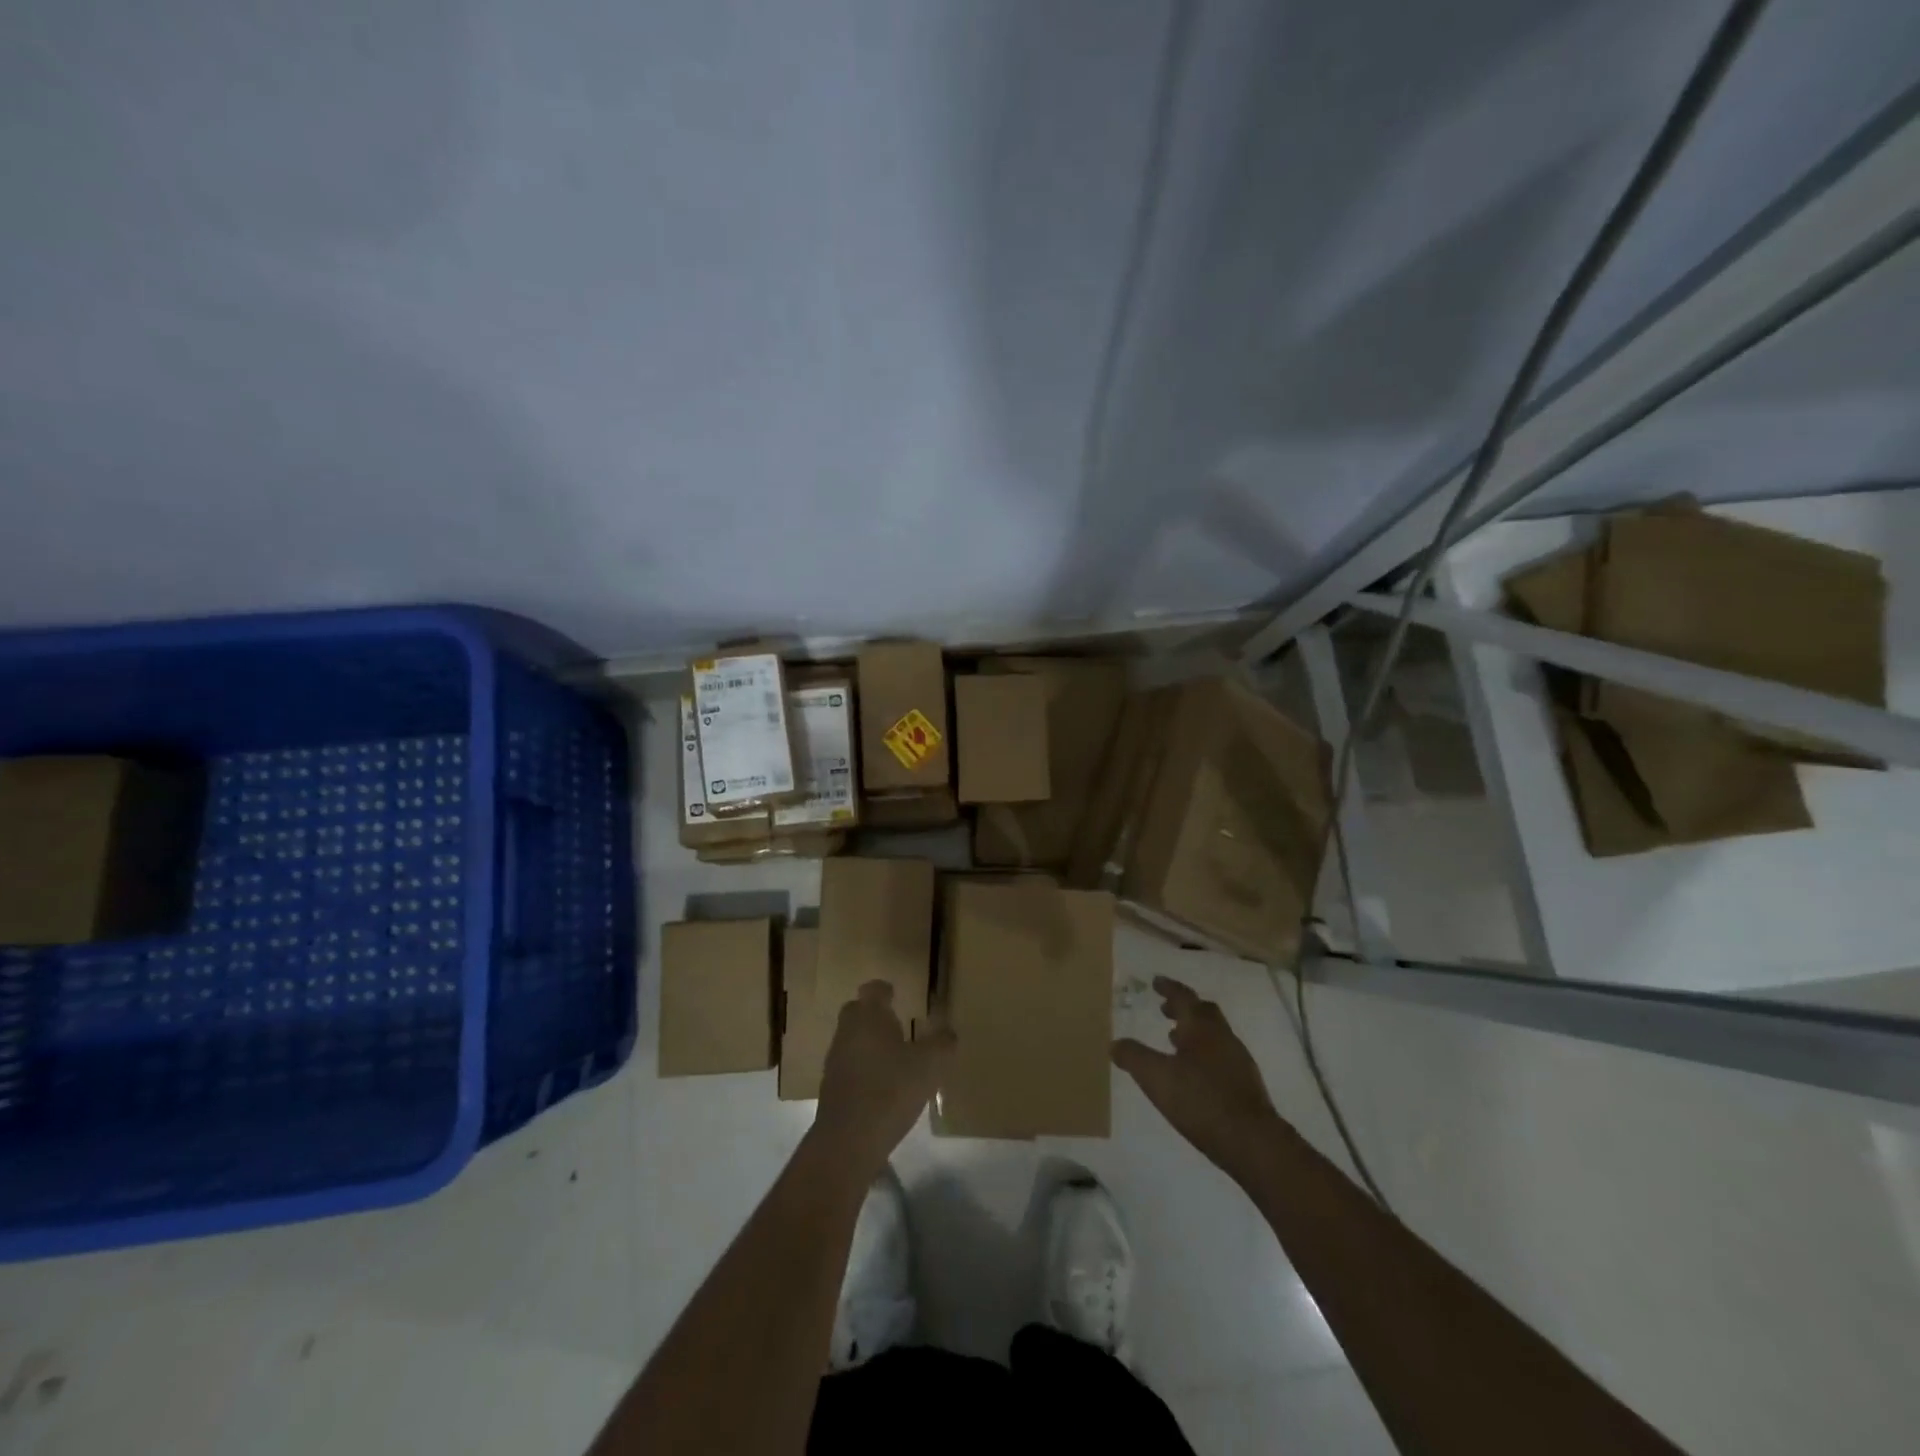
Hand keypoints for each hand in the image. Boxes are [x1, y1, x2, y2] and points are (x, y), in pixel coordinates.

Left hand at [810, 981, 952, 1184]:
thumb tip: (948, 1032)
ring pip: (852, 1039)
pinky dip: (864, 1068)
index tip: (896, 993)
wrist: (848, 1141)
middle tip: (898, 1023)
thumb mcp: (930, 1065)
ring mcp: (835, 1059)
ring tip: (894, 1056)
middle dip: (874, 1014)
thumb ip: (942, 1044)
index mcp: (869, 1016)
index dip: (885, 990)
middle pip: (857, 1011)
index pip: (874, 989)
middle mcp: (847, 1031)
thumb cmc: (891, 1090)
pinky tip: (882, 1085)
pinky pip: (849, 1066)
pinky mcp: (831, 1088)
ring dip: (869, 1042)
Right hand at [1113, 977, 1284, 1183]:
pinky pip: (1221, 1055)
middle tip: (1165, 1009)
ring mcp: (1238, 1060)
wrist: (1252, 1142)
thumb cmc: (1201, 1100)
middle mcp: (1223, 1037)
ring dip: (1194, 1031)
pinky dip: (1204, 1053)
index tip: (1156, 982)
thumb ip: (1134, 1057)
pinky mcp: (1246, 1084)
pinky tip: (1195, 1073)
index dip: (1169, 988)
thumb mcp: (1156, 1078)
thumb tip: (1115, 1043)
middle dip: (1183, 1008)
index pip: (1184, 997)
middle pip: (1204, 1012)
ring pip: (1214, 1034)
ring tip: (1175, 1040)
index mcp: (1201, 1028)